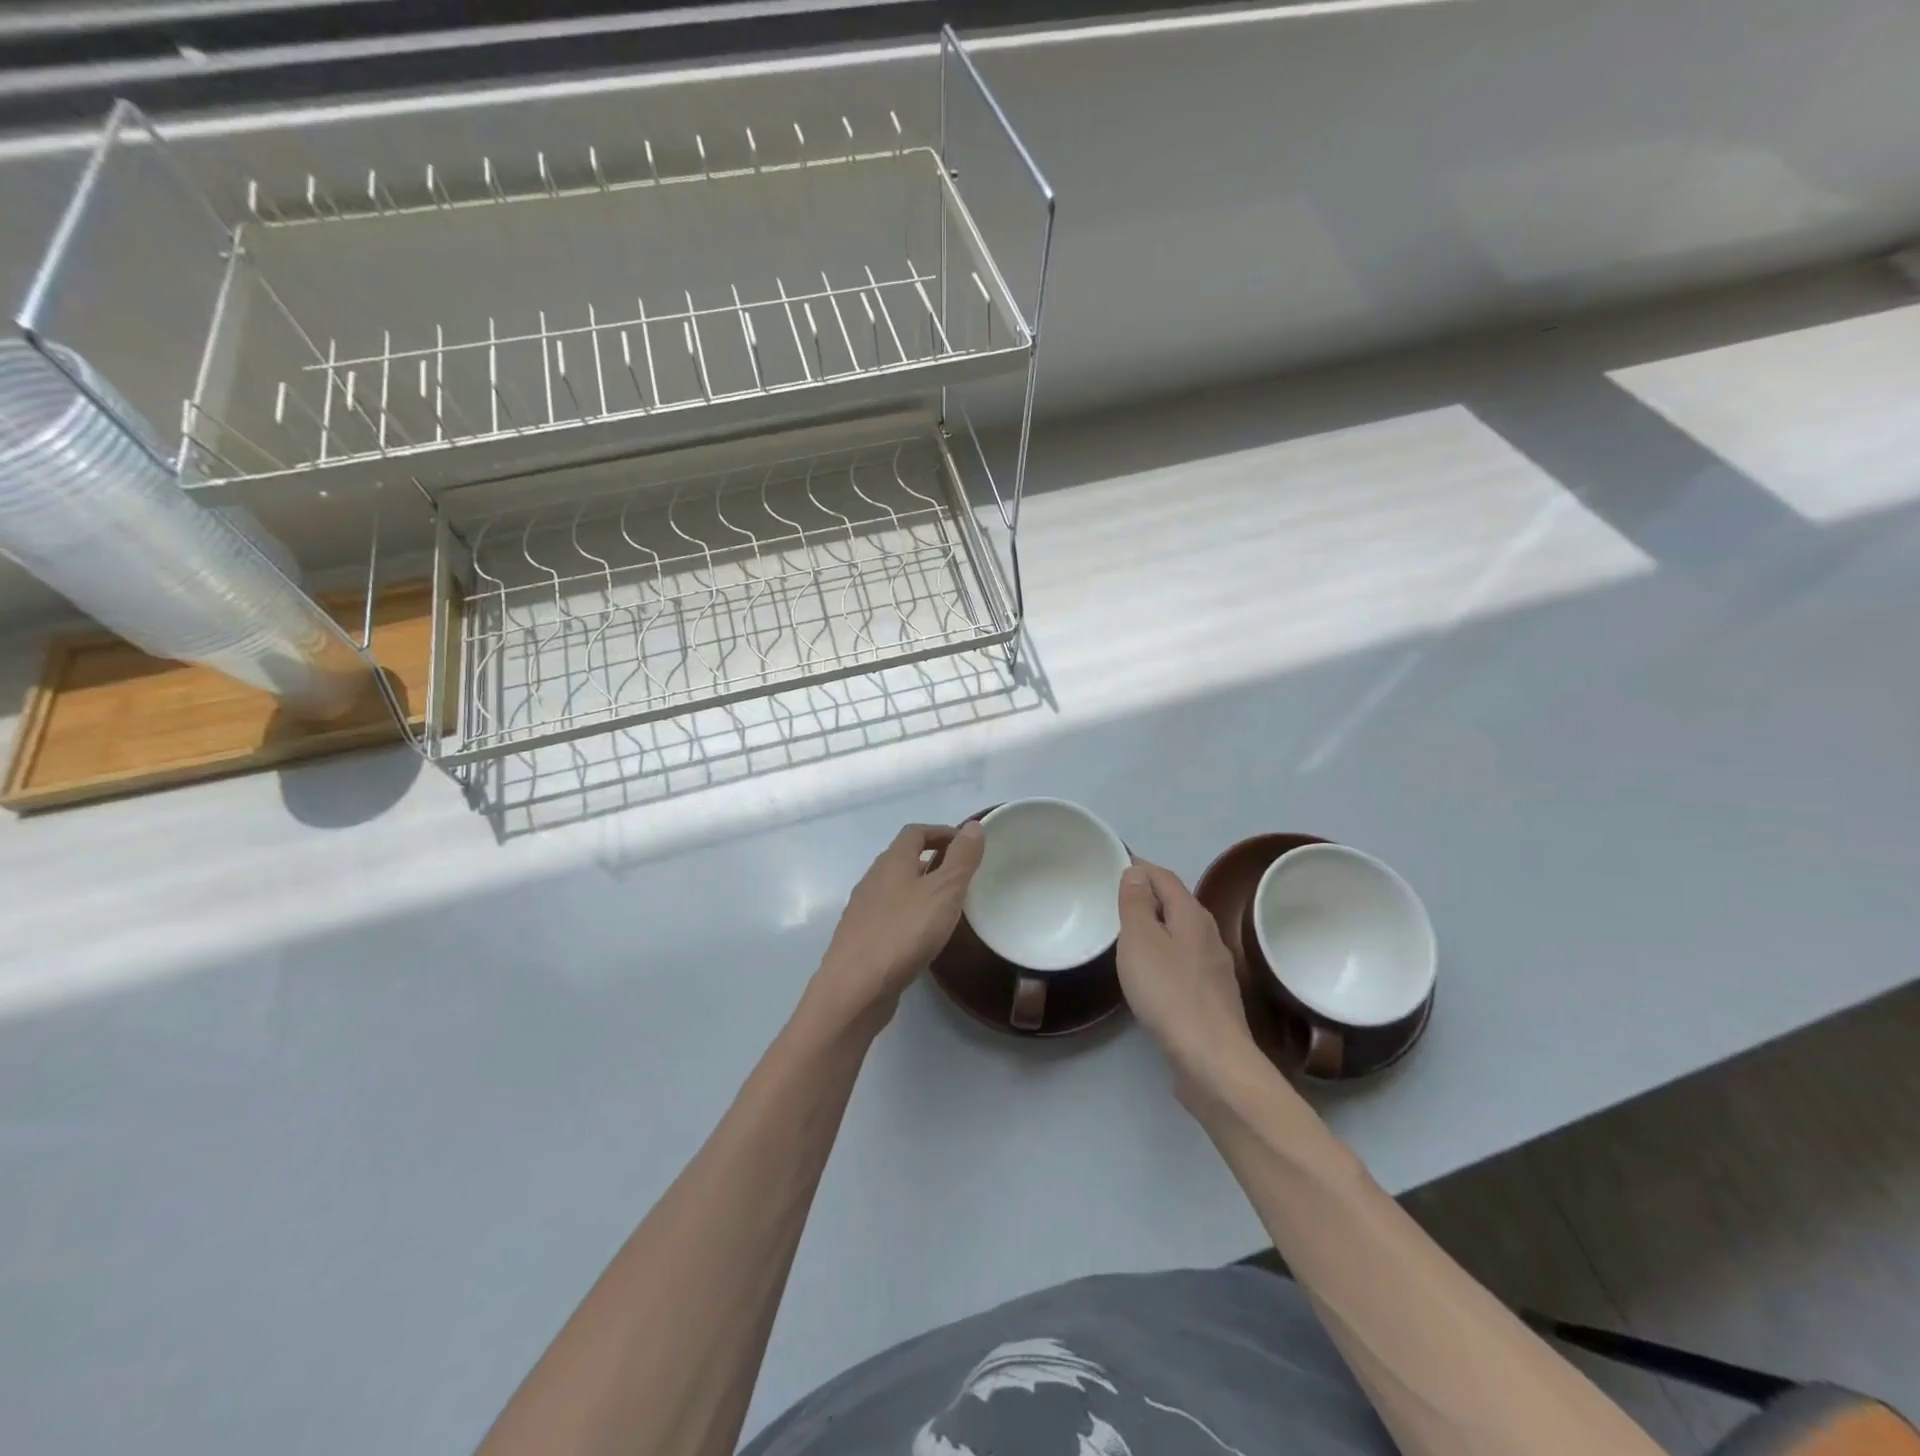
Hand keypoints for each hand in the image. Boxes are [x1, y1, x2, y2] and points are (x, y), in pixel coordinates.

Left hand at [808, 822, 984, 1029]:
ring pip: (896, 889)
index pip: (915, 832)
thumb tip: (974, 825)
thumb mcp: (944, 891)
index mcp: (891, 861)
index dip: (942, 832)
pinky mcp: (861, 939)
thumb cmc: (904, 932)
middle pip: (904, 859)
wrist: (855, 988)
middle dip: (933, 862)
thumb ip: (961, 859)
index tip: (967, 845)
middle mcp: (873, 879)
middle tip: (962, 878)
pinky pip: (890, 916)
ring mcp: (863, 910)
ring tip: (948, 908)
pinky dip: (910, 916)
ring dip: (921, 890)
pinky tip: (923, 938)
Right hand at [1116, 860, 1258, 1098]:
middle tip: (1114, 899)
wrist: (1211, 1058)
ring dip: (1156, 927)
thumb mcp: (1140, 940)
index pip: (1164, 877)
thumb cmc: (1169, 992)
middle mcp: (1208, 935)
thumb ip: (1136, 904)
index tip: (1113, 865)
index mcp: (1192, 915)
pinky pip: (1183, 961)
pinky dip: (1164, 955)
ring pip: (1180, 934)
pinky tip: (1150, 974)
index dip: (1139, 867)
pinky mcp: (1212, 997)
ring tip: (1127, 934)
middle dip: (1147, 896)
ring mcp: (1214, 968)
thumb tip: (1137, 872)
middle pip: (1175, 903)